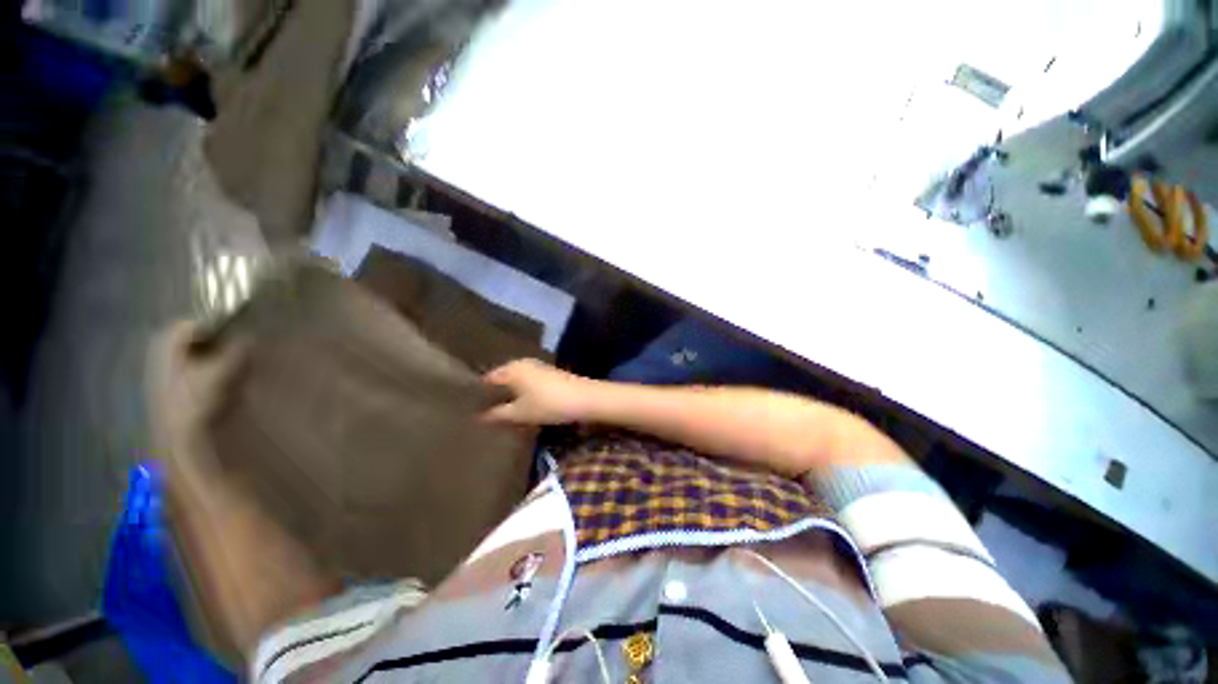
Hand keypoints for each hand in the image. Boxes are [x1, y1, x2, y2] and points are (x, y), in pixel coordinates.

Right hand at [481, 359, 596, 425]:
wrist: (584, 398)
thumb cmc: (547, 404)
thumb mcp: (519, 413)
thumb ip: (497, 414)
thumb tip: (479, 417)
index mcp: (511, 368)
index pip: (487, 379)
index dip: (479, 394)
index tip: (470, 410)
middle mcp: (522, 363)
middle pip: (502, 379)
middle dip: (494, 395)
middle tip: (483, 414)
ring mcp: (537, 367)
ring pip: (516, 382)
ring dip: (509, 395)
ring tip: (499, 413)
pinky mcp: (548, 374)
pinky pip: (527, 383)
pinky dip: (522, 394)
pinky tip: (520, 407)